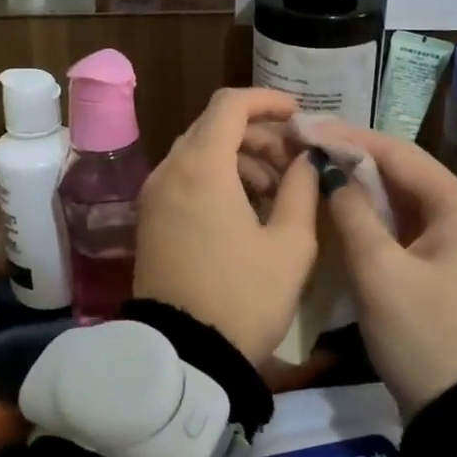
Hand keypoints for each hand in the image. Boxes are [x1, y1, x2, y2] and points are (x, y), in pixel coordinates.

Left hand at [134, 88, 320, 363]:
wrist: (185, 356)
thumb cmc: (244, 297)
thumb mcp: (290, 245)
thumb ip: (302, 189)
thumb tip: (306, 160)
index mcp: (201, 167)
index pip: (230, 105)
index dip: (267, 101)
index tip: (298, 116)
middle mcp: (170, 170)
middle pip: (213, 127)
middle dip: (258, 135)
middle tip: (294, 163)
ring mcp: (154, 195)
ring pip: (199, 153)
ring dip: (239, 158)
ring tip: (277, 192)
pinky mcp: (150, 219)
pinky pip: (185, 179)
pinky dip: (217, 178)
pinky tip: (247, 209)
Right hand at [317, 126, 456, 418]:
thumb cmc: (425, 338)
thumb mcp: (380, 273)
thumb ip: (352, 214)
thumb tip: (330, 175)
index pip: (399, 153)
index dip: (348, 138)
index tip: (304, 127)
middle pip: (403, 173)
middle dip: (353, 159)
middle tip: (304, 147)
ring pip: (403, 201)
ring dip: (361, 188)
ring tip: (314, 171)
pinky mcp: (449, 267)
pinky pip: (406, 227)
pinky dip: (374, 217)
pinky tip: (342, 212)